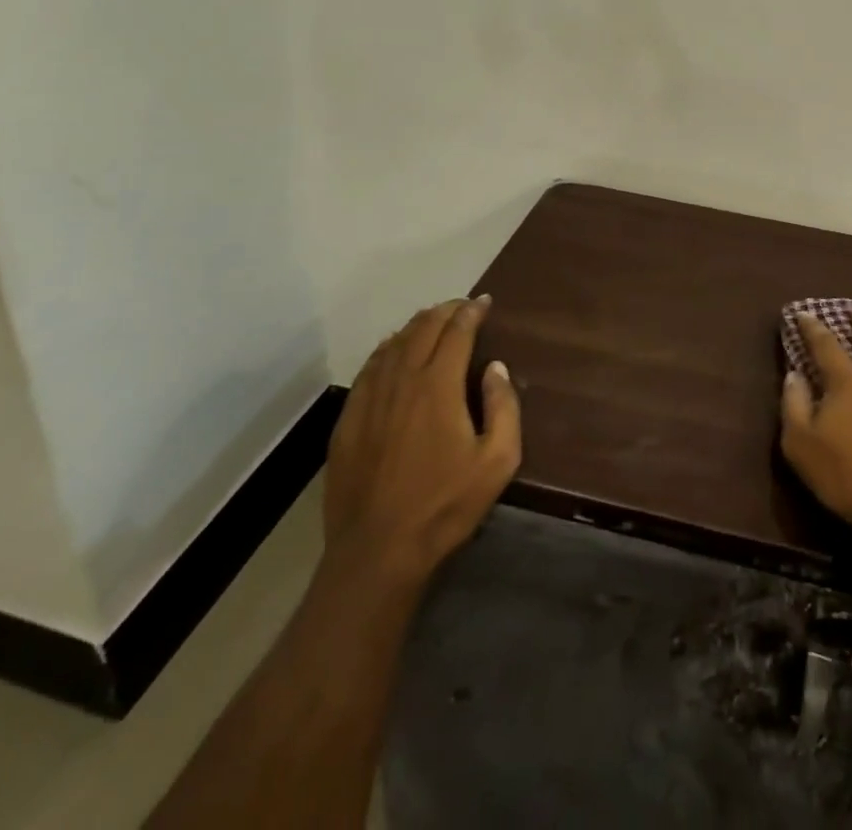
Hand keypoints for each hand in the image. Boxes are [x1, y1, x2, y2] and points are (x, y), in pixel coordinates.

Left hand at [322, 297, 521, 584]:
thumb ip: (504, 407)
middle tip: (462, 307)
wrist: (378, 550)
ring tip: (432, 320)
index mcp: (438, 386)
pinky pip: (369, 368)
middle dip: (445, 311)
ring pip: (393, 344)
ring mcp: (369, 398)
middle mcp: (401, 380)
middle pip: (423, 329)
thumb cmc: (445, 505)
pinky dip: (387, 349)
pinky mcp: (348, 419)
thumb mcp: (498, 461)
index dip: (471, 311)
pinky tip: (393, 351)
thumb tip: (495, 368)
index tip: (484, 302)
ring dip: (416, 325)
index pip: (456, 332)